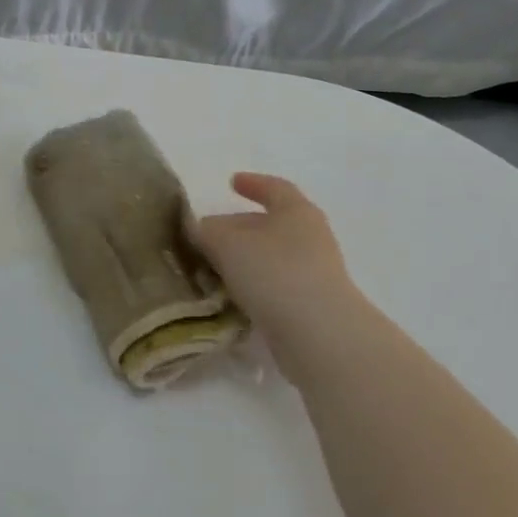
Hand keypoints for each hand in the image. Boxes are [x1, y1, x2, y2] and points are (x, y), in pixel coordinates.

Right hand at [192, 173, 369, 346]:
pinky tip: (228, 297)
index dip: (253, 183)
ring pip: (270, 258)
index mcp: (297, 212)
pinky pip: (274, 287)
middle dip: (238, 228)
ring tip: (211, 268)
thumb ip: (206, 231)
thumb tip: (198, 229)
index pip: (275, 188)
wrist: (319, 335)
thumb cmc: (274, 273)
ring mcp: (314, 273)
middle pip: (270, 225)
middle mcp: (310, 238)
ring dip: (242, 260)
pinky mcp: (310, 306)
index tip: (231, 182)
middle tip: (206, 236)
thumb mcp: (226, 243)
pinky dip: (252, 286)